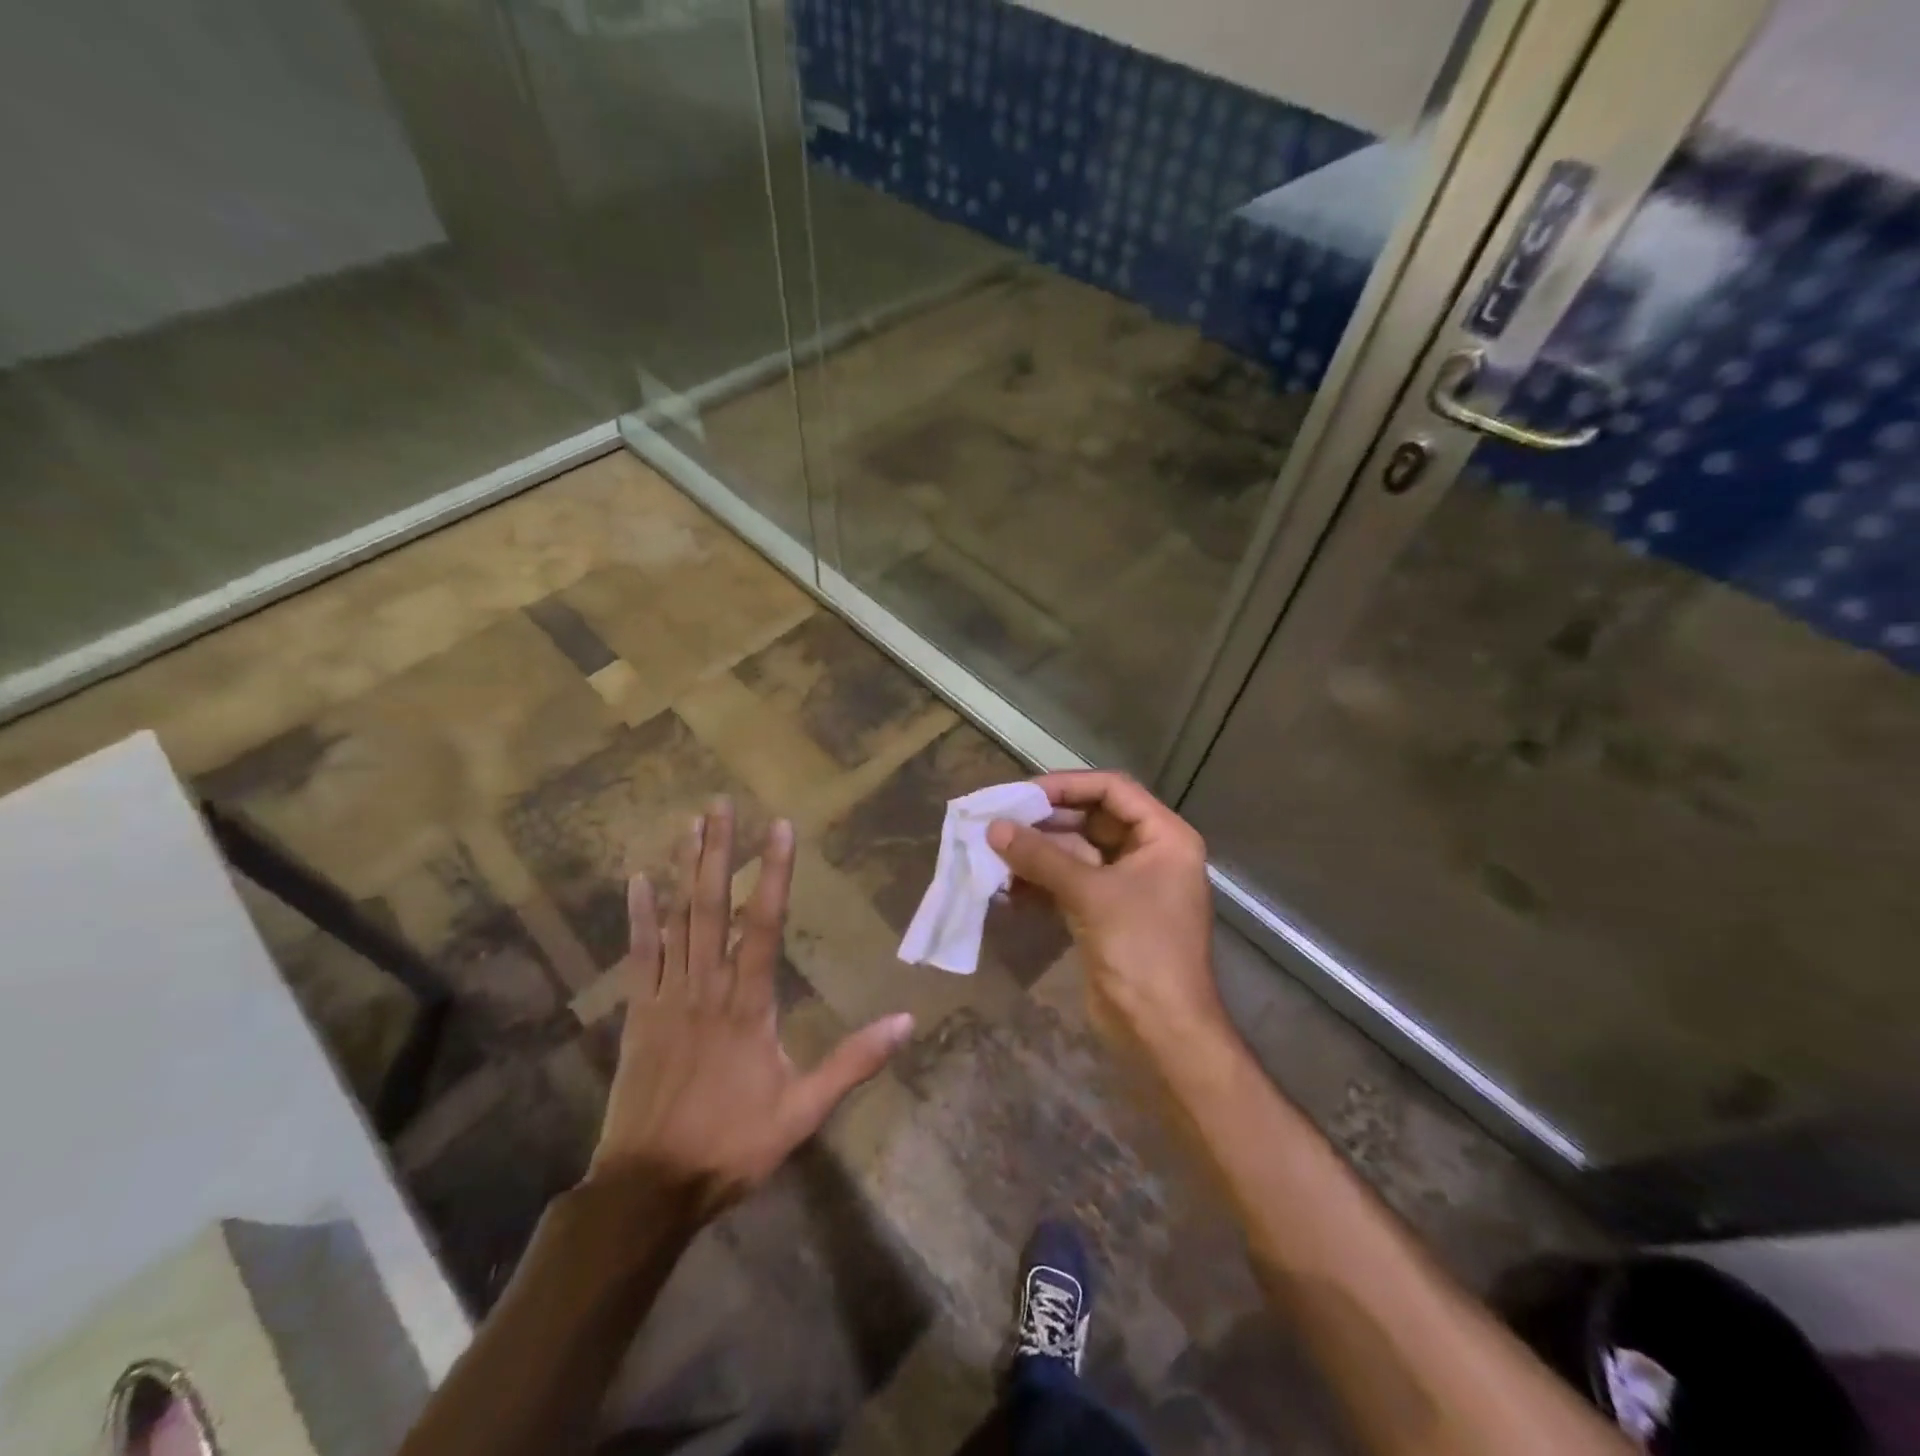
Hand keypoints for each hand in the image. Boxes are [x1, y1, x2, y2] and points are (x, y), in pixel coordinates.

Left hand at [587, 799, 913, 1216]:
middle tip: (721, 805)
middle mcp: (707, 986)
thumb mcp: (804, 1111)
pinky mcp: (638, 1012)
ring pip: (677, 919)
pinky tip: (638, 880)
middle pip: (714, 906)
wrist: (648, 1188)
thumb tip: (907, 1022)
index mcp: (749, 1004)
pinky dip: (639, 916)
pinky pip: (639, 954)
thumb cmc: (731, 1145)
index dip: (775, 872)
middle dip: (720, 852)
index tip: (778, 826)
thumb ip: (853, 1062)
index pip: (765, 924)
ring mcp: (667, 996)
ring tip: (691, 824)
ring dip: (685, 869)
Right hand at [987, 772, 1225, 1059]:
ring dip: (1038, 854)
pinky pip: (1070, 884)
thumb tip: (994, 827)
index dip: (1067, 786)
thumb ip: (1042, 857)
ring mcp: (1127, 886)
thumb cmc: (1141, 950)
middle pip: (1091, 819)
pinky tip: (1007, 890)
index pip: (1112, 790)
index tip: (1022, 793)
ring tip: (994, 855)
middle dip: (1045, 822)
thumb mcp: (1091, 895)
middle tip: (999, 821)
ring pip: (1076, 853)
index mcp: (1164, 837)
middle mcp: (1149, 854)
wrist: (1162, 1032)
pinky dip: (1041, 884)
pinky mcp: (1106, 914)